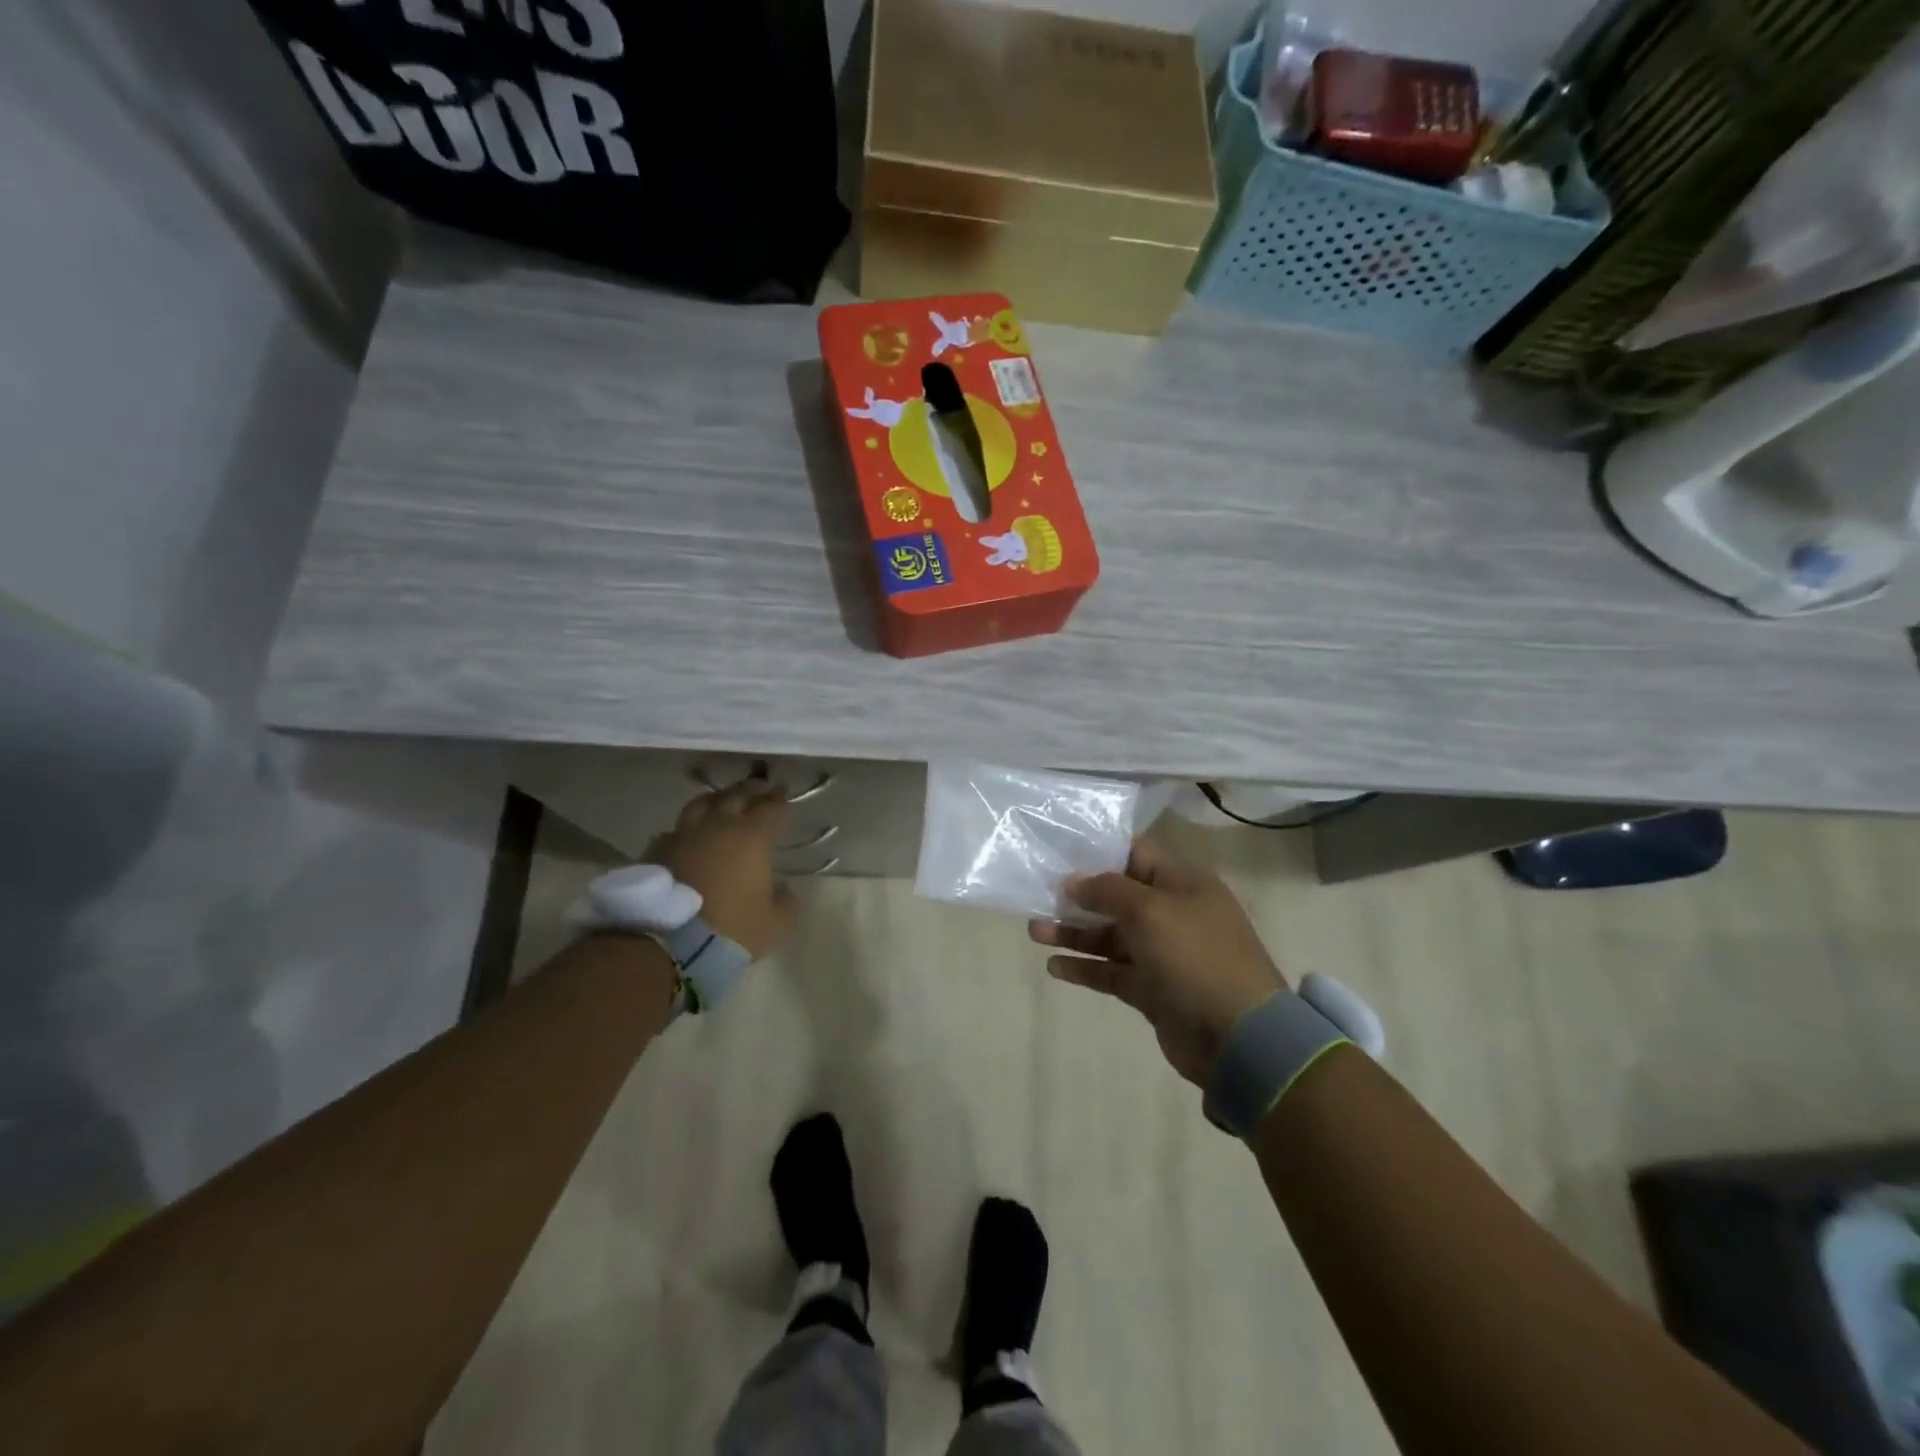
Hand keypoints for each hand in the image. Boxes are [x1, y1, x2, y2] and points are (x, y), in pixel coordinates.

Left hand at [647, 779, 798, 959]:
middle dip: (753, 789)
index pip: (771, 808)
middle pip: (736, 795)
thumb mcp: (776, 923)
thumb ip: (786, 900)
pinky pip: (675, 831)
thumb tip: (781, 888)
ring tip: (724, 801)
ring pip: (702, 804)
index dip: (781, 799)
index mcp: (752, 837)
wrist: (668, 945)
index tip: (786, 793)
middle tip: (763, 787)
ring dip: (718, 799)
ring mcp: (683, 836)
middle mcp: (717, 826)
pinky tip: (689, 836)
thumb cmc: (732, 930)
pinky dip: (688, 829)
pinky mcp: (656, 852)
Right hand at [1030, 838, 1284, 1085]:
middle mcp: (1172, 913)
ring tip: (1034, 931)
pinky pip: (1111, 971)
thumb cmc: (1195, 957)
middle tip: (1036, 895)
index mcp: (1182, 883)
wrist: (1239, 1038)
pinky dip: (1085, 967)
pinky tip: (1055, 966)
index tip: (1059, 852)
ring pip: (1109, 936)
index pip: (1135, 854)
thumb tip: (1073, 881)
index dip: (1098, 852)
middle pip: (1116, 897)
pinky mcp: (1152, 989)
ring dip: (1074, 932)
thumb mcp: (1150, 911)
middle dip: (1077, 896)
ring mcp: (1162, 953)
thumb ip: (1107, 890)